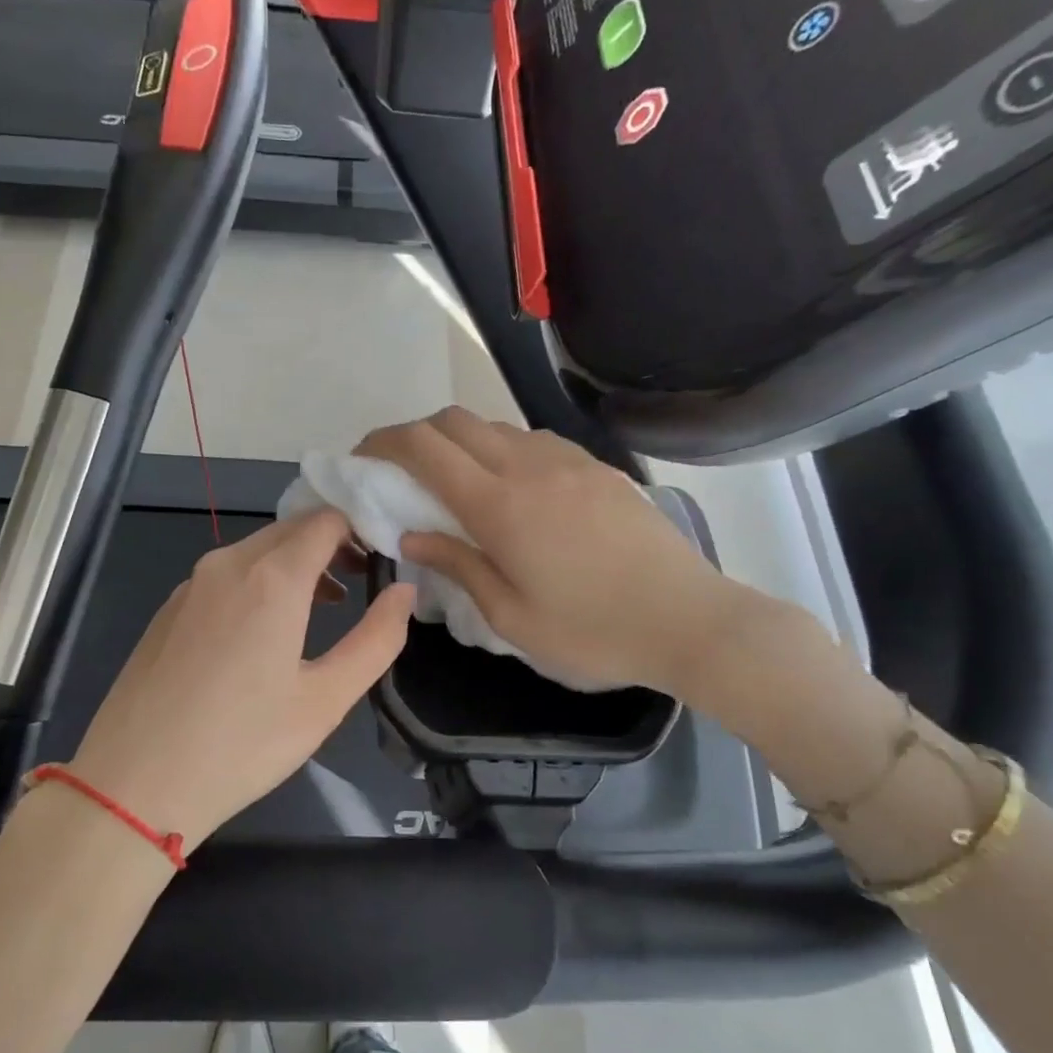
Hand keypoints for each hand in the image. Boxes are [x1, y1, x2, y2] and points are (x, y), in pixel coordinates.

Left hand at [66, 510, 413, 849]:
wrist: (133, 783)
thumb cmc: (242, 744)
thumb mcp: (326, 699)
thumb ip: (377, 638)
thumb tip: (404, 591)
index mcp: (272, 577)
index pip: (327, 520)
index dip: (362, 528)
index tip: (384, 557)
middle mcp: (228, 564)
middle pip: (291, 529)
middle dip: (332, 544)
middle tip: (362, 580)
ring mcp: (191, 584)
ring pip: (256, 550)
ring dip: (296, 564)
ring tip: (324, 608)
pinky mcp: (168, 608)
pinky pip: (225, 575)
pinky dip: (259, 582)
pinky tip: (263, 632)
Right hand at [356, 408, 759, 700]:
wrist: (689, 621)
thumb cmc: (592, 631)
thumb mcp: (511, 615)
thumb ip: (457, 565)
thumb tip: (410, 536)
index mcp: (499, 505)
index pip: (424, 447)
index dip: (384, 442)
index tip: (364, 458)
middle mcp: (529, 466)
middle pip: (455, 420)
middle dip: (416, 435)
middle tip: (403, 473)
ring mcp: (568, 461)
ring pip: (495, 426)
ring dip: (461, 442)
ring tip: (456, 484)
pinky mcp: (597, 467)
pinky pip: (533, 440)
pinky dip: (502, 449)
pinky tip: (513, 490)